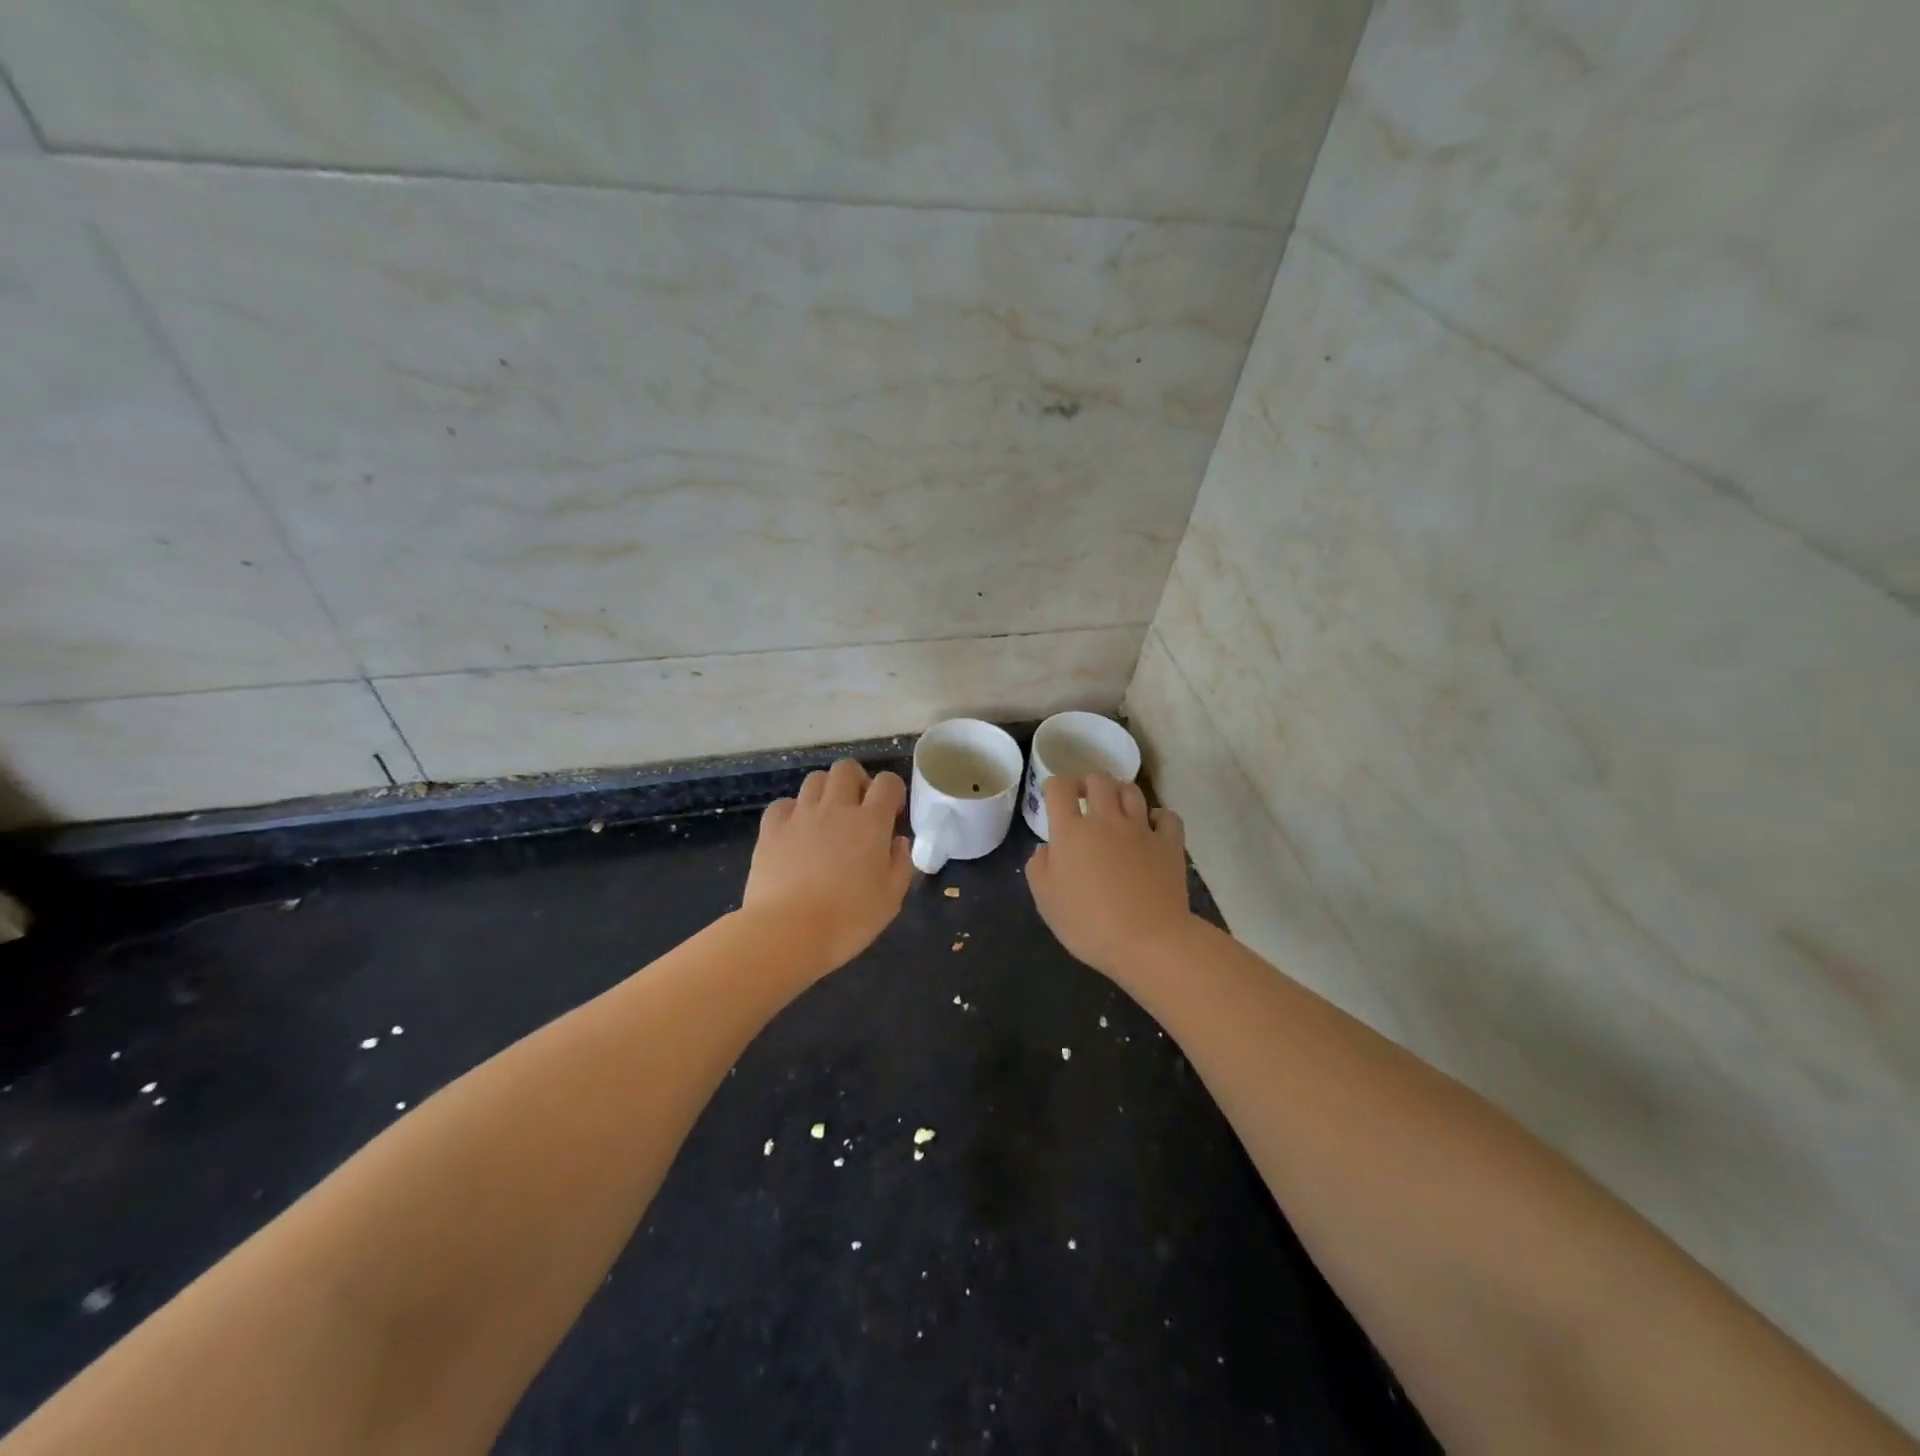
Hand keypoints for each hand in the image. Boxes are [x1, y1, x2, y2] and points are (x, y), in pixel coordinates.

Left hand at [744, 759, 912, 974]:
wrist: (788, 932)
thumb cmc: (848, 919)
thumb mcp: (891, 898)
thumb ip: (901, 864)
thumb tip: (898, 842)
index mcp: (870, 823)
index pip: (887, 782)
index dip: (893, 791)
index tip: (892, 814)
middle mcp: (836, 808)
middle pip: (846, 769)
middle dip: (857, 781)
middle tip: (859, 809)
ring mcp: (800, 816)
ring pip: (815, 780)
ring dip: (826, 792)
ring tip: (827, 818)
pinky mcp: (771, 830)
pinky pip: (783, 804)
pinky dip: (792, 811)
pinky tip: (795, 832)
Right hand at [1026, 773, 1193, 979]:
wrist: (1148, 941)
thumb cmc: (1088, 923)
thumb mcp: (1046, 900)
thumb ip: (1038, 866)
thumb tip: (1047, 848)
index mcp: (1071, 831)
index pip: (1060, 788)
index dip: (1054, 786)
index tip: (1053, 798)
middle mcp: (1106, 820)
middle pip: (1098, 780)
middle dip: (1088, 783)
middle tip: (1084, 800)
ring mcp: (1141, 829)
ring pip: (1131, 790)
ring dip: (1119, 793)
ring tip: (1115, 809)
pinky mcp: (1169, 843)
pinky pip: (1165, 815)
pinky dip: (1157, 816)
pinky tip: (1150, 828)